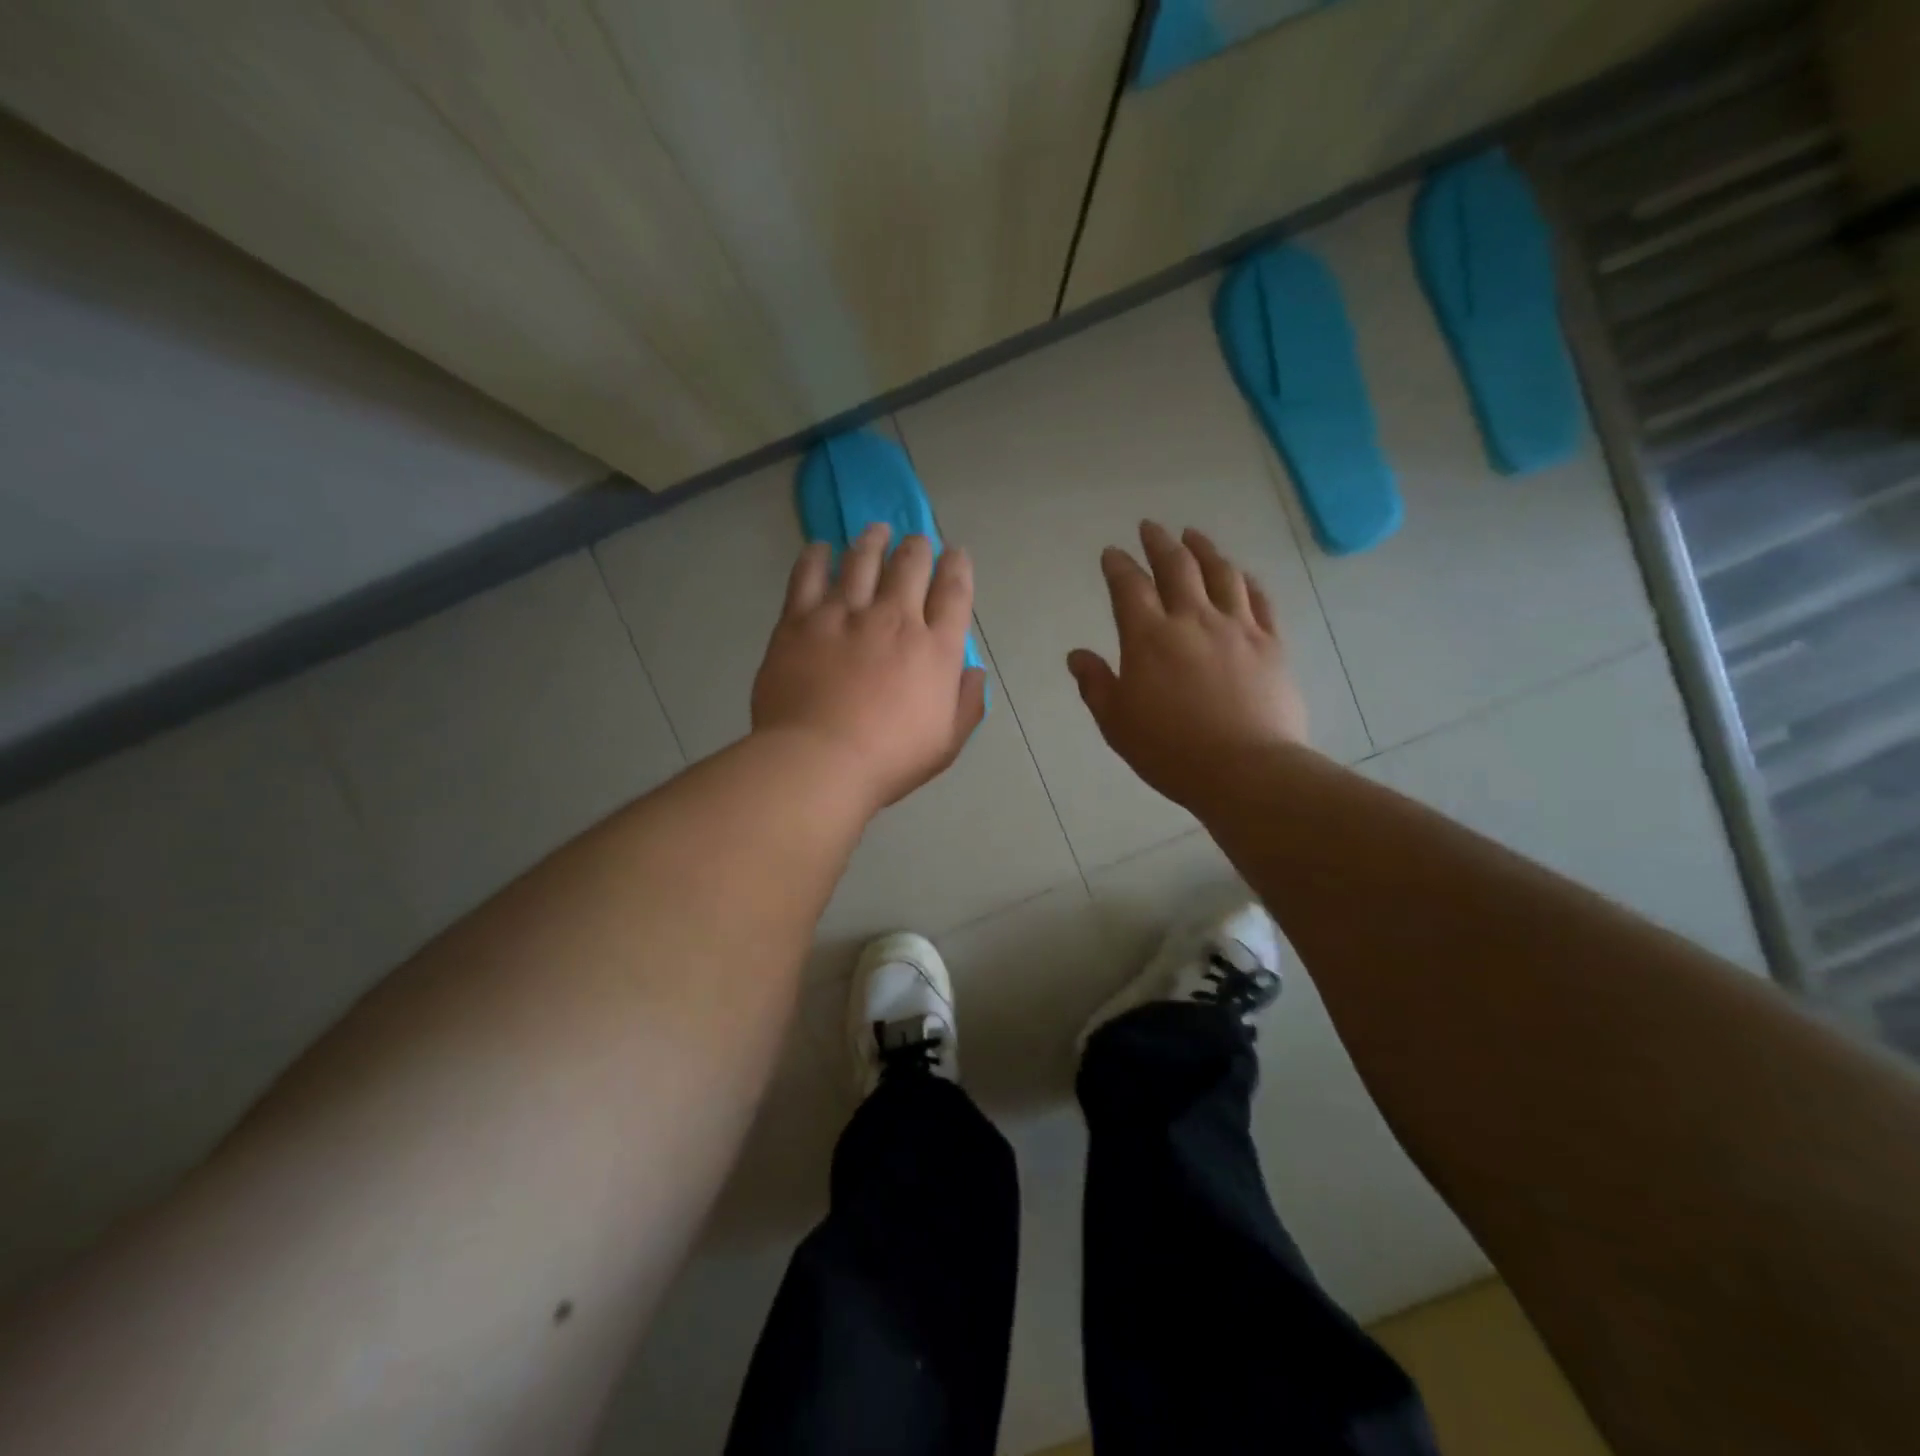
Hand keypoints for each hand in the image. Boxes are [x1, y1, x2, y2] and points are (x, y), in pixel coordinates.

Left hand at [752, 523, 987, 811]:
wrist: (818, 762)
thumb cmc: (889, 760)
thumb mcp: (946, 743)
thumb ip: (967, 704)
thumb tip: (974, 671)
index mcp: (935, 649)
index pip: (954, 592)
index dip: (958, 566)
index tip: (956, 553)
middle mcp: (894, 618)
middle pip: (911, 565)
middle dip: (918, 547)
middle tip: (916, 541)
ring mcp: (845, 614)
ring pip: (862, 559)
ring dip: (873, 540)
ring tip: (876, 530)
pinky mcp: (800, 620)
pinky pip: (808, 575)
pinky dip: (817, 556)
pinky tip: (820, 547)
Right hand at [1067, 522, 1307, 809]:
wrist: (1246, 771)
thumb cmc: (1171, 751)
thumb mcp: (1117, 724)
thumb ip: (1096, 684)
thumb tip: (1077, 656)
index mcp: (1149, 638)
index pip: (1129, 587)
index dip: (1118, 565)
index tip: (1112, 553)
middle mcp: (1193, 620)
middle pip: (1177, 567)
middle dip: (1160, 543)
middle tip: (1151, 527)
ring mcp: (1237, 628)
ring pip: (1221, 573)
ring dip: (1205, 549)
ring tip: (1194, 535)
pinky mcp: (1271, 643)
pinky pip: (1260, 599)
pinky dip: (1246, 580)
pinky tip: (1241, 574)